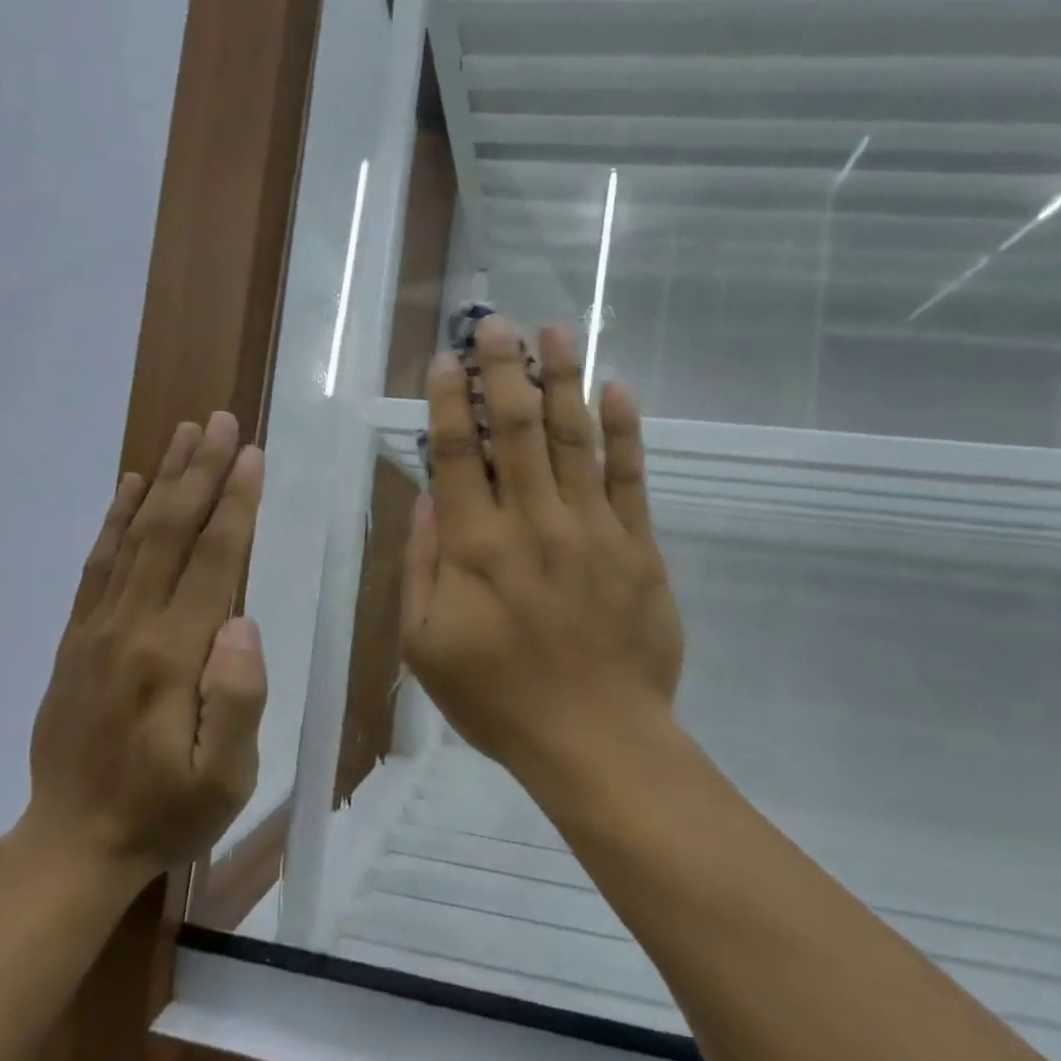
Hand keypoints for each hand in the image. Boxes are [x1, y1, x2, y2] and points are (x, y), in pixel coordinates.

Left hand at [20, 413, 267, 886]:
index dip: (235, 504)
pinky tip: (131, 486)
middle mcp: (131, 627)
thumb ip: (237, 698)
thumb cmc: (166, 813)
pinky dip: (115, 518)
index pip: (213, 561)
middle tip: (221, 421)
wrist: (73, 843)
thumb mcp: (224, 778)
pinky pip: (97, 564)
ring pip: (133, 536)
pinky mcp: (78, 637)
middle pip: (170, 532)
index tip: (251, 454)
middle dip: (200, 472)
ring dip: (162, 480)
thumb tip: (242, 620)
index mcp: (173, 657)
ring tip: (184, 434)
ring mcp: (97, 628)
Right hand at [402, 316, 683, 783]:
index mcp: (476, 546)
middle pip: (515, 429)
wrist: (596, 739)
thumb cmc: (498, 699)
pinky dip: (624, 429)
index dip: (447, 401)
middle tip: (494, 322)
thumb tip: (426, 498)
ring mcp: (592, 529)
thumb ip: (422, 566)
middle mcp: (532, 522)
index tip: (445, 359)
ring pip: (573, 438)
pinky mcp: (637, 546)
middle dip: (502, 369)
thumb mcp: (426, 646)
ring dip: (560, 380)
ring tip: (554, 330)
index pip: (457, 454)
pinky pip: (630, 476)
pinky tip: (617, 387)